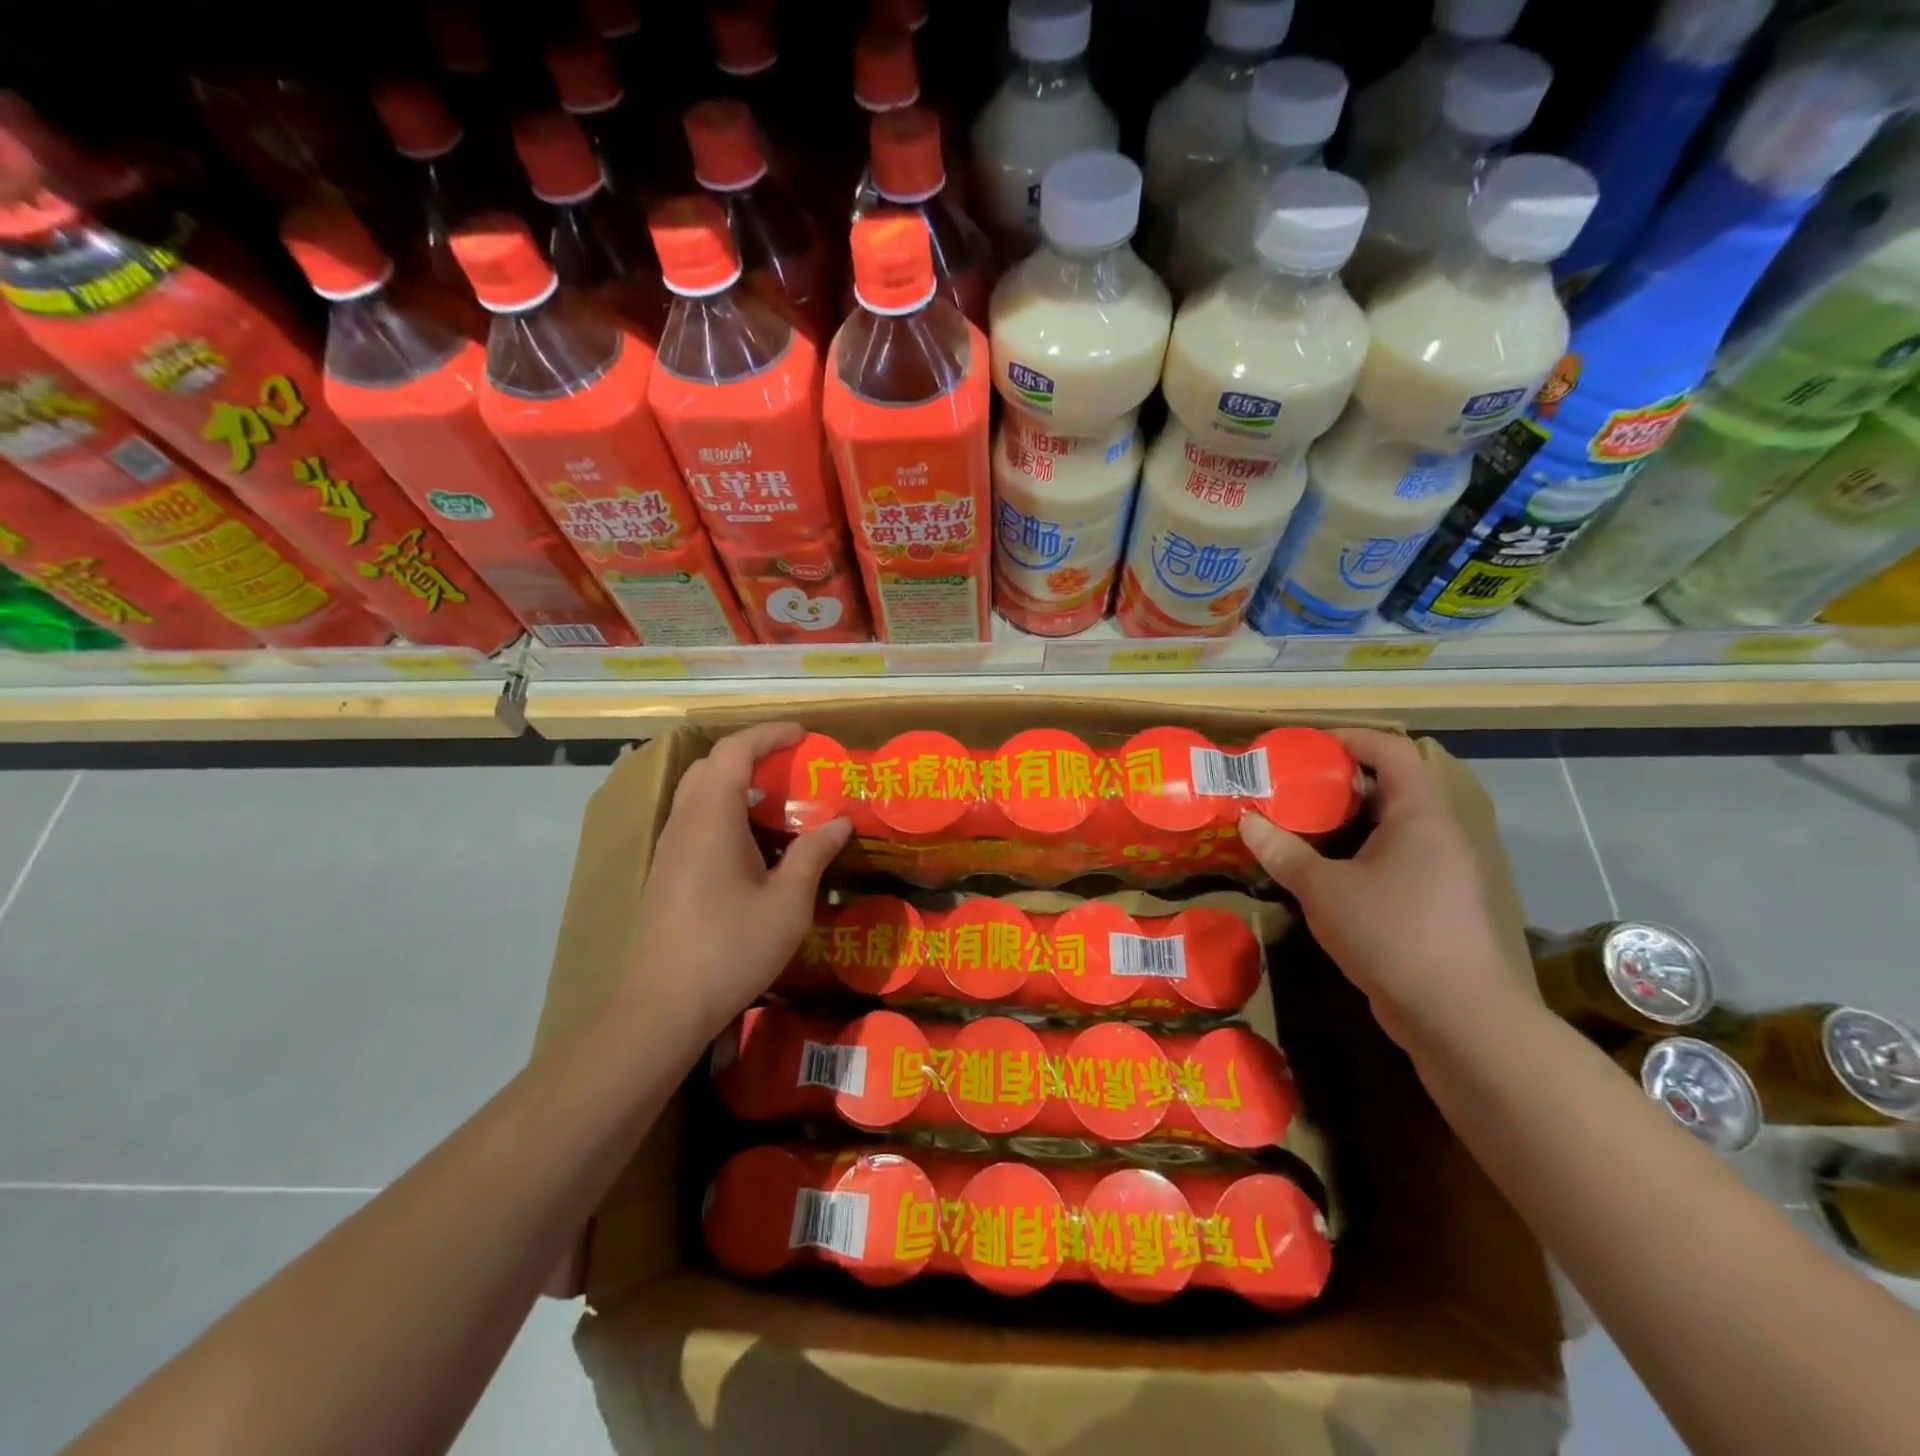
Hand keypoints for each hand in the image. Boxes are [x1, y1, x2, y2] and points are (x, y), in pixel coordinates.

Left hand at [625, 721, 850, 1040]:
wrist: (663, 1005)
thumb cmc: (731, 947)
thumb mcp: (788, 902)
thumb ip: (814, 853)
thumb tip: (840, 821)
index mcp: (711, 818)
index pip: (734, 752)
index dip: (769, 735)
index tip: (803, 736)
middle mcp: (684, 823)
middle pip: (710, 765)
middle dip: (751, 754)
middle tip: (790, 765)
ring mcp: (669, 848)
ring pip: (697, 793)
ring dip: (735, 783)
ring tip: (775, 801)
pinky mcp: (665, 872)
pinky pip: (694, 819)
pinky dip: (724, 810)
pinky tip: (750, 842)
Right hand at [1236, 727, 1517, 1048]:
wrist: (1455, 1015)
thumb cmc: (1390, 933)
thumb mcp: (1323, 888)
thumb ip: (1283, 852)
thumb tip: (1246, 820)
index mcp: (1418, 816)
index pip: (1392, 752)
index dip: (1351, 739)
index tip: (1306, 746)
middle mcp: (1435, 836)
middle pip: (1389, 788)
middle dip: (1338, 782)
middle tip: (1290, 786)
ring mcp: (1438, 872)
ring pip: (1387, 828)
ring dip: (1344, 822)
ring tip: (1297, 825)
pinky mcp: (1432, 905)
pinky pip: (1390, 860)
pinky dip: (1355, 854)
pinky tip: (1320, 873)